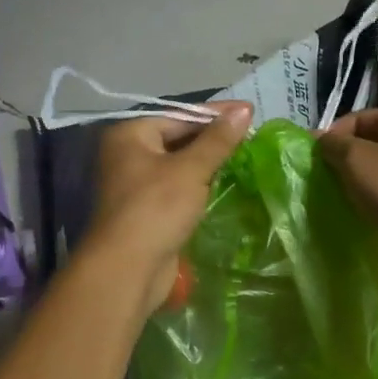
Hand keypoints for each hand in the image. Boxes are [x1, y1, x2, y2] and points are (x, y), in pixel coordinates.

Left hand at [88, 102, 252, 310]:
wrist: (128, 269)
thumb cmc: (156, 208)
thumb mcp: (191, 169)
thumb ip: (218, 140)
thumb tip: (244, 110)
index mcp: (130, 135)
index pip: (179, 114)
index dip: (216, 114)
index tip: (249, 111)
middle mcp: (127, 154)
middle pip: (177, 137)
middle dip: (212, 138)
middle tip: (250, 134)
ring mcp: (135, 183)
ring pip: (178, 164)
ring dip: (207, 162)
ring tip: (243, 155)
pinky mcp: (146, 209)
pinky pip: (176, 187)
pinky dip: (198, 183)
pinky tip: (223, 182)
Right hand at [318, 109, 377, 286]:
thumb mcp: (357, 159)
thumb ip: (335, 146)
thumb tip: (321, 140)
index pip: (362, 118)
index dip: (335, 133)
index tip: (313, 157)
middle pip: (372, 146)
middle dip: (345, 161)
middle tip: (322, 180)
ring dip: (359, 186)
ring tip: (337, 200)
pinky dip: (374, 206)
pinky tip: (359, 218)